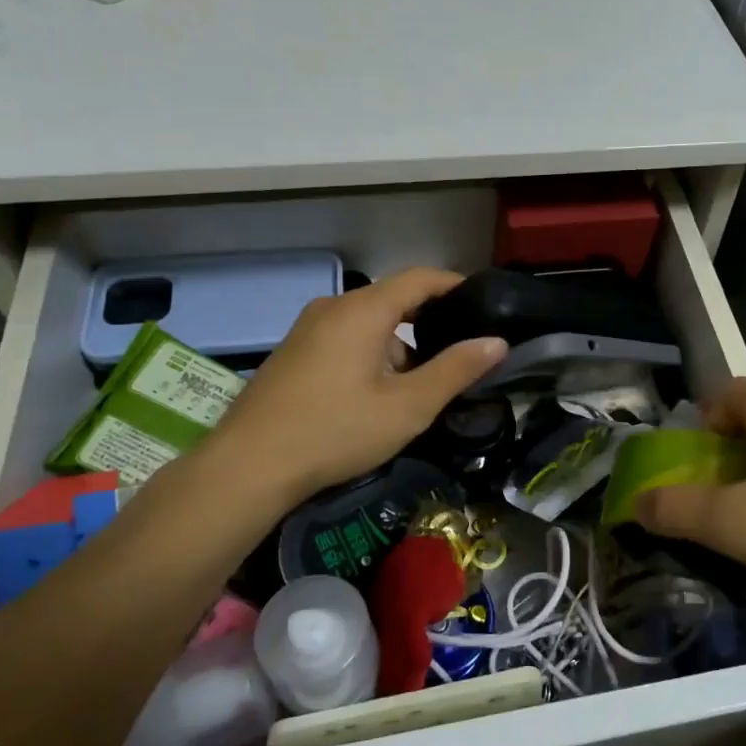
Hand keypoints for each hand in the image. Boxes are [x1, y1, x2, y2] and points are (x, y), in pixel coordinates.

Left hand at [203, 268, 506, 506]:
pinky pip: (345, 339)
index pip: (420, 278)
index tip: (484, 302)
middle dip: (430, 322)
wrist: (249, 466)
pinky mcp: (293, 353)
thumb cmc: (336, 431)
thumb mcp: (408, 406)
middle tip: (461, 352)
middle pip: (393, 300)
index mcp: (363, 310)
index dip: (455, 285)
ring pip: (368, 323)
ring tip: (422, 384)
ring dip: (399, 345)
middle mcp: (333, 308)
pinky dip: (372, 354)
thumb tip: (497, 342)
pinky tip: (377, 394)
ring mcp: (307, 329)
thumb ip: (456, 370)